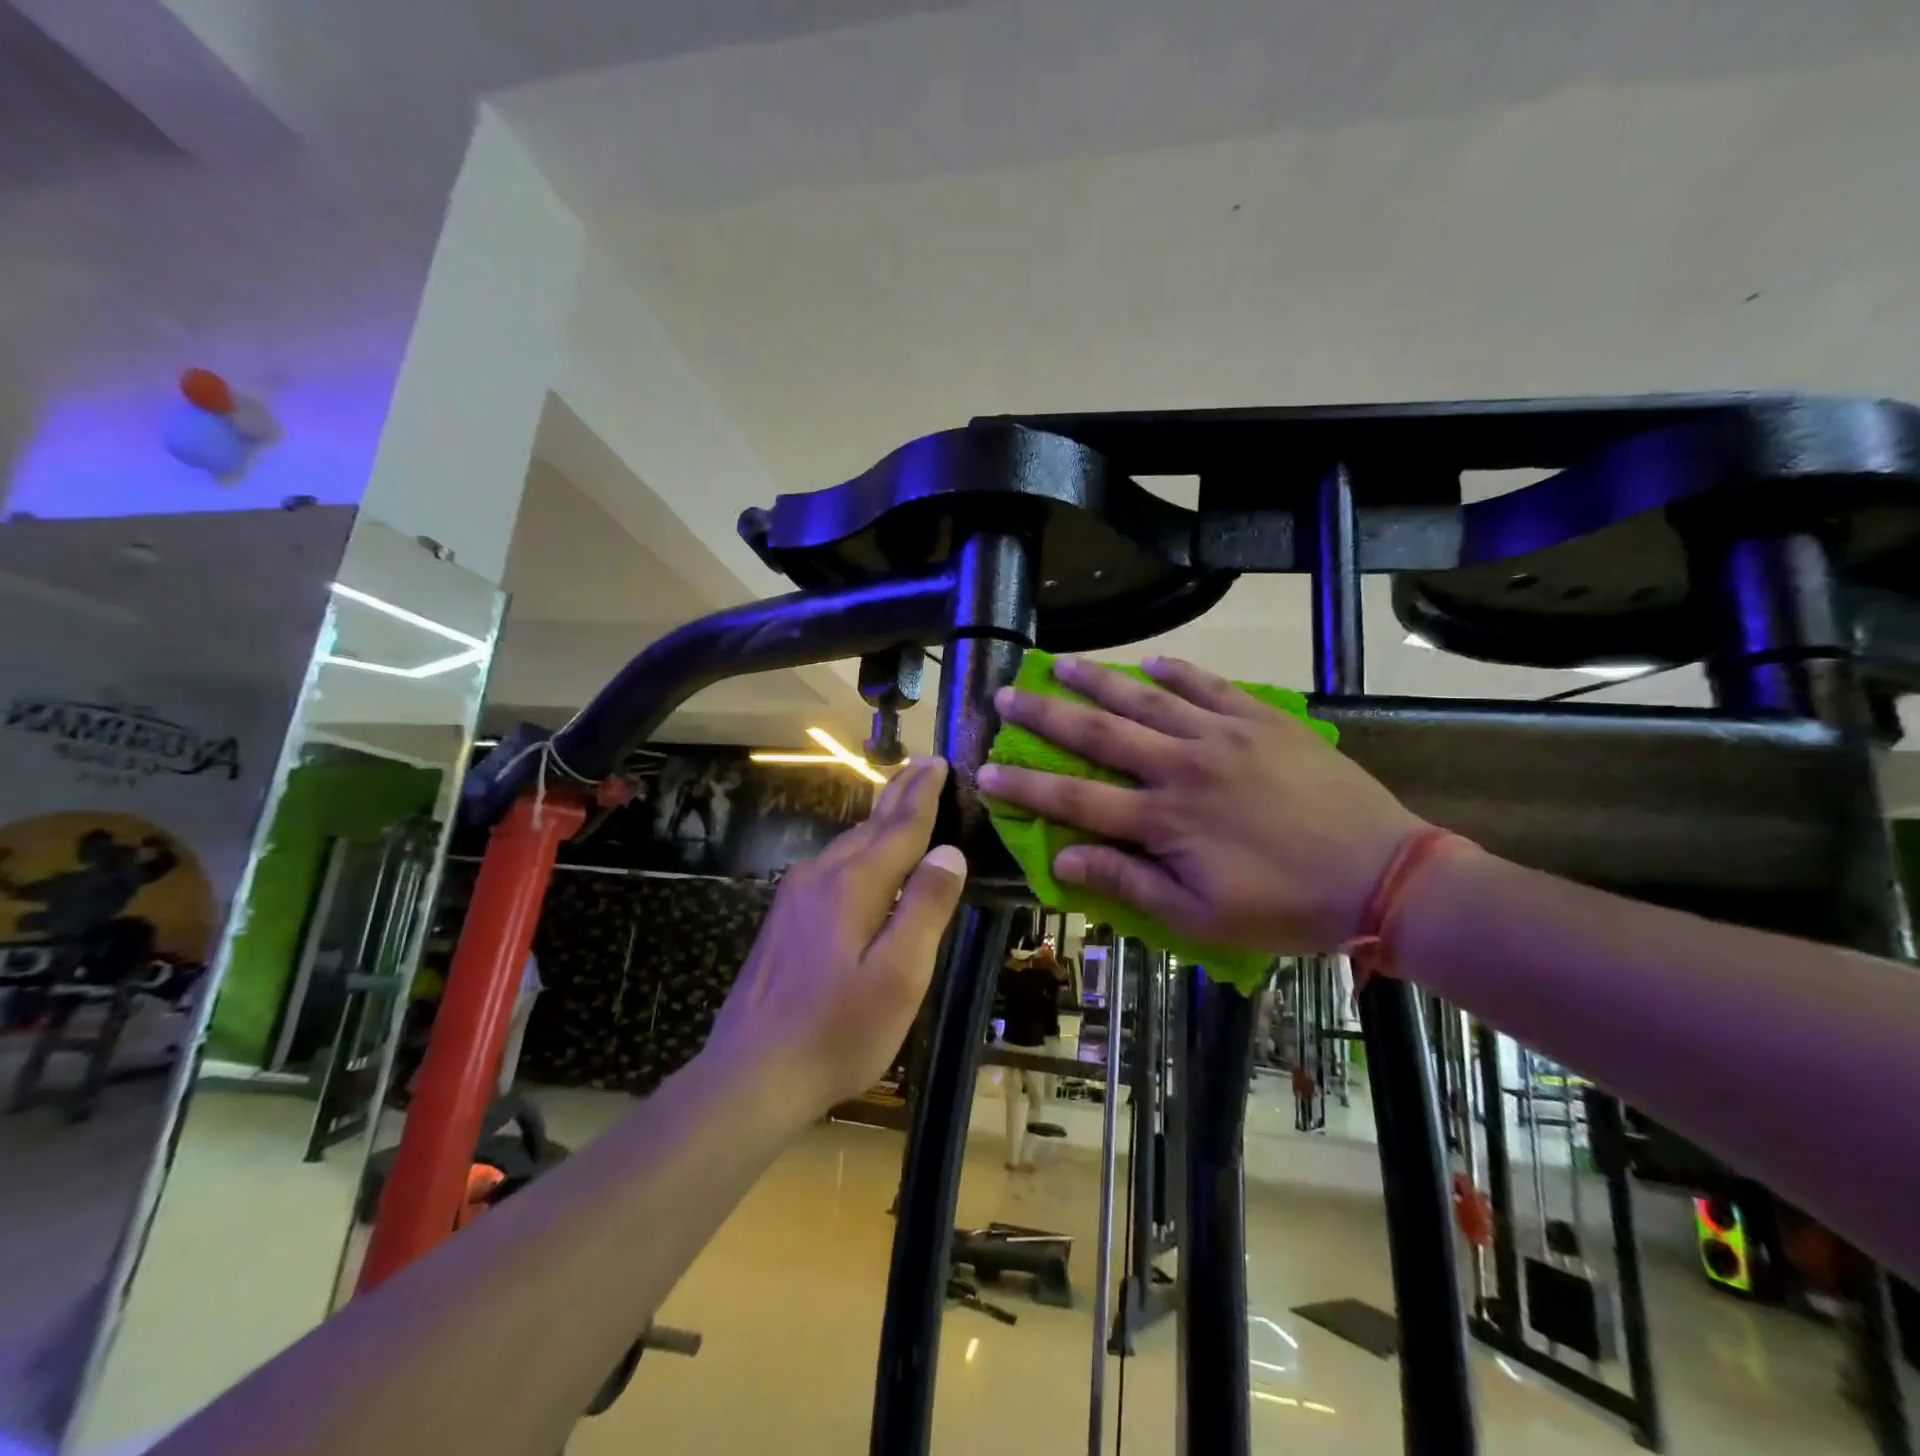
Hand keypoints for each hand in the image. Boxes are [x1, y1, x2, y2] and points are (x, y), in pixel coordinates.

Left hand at [705, 757, 966, 1111]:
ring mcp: (795, 897)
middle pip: (870, 827)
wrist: (751, 1074)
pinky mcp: (784, 919)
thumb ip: (925, 908)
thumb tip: (949, 852)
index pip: (899, 827)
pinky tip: (862, 859)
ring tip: (901, 803)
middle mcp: (820, 877)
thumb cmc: (838, 1031)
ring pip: (847, 845)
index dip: (923, 794)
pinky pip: (831, 866)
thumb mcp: (899, 976)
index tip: (939, 761)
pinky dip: (858, 849)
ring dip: (879, 821)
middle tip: (925, 768)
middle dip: (901, 796)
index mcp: (853, 885)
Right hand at [976, 656, 1424, 954]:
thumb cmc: (1286, 907)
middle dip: (1045, 716)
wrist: (1383, 874)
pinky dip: (1178, 671)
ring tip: (1060, 664)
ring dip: (1097, 680)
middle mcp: (1182, 766)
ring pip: (1146, 699)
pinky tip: (1151, 660)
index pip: (1076, 799)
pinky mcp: (1261, 720)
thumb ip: (1128, 882)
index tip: (986, 770)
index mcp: (1164, 820)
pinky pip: (1210, 686)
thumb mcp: (1200, 917)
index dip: (1026, 787)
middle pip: (1099, 734)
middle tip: (1006, 696)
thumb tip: (1062, 859)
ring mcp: (1222, 736)